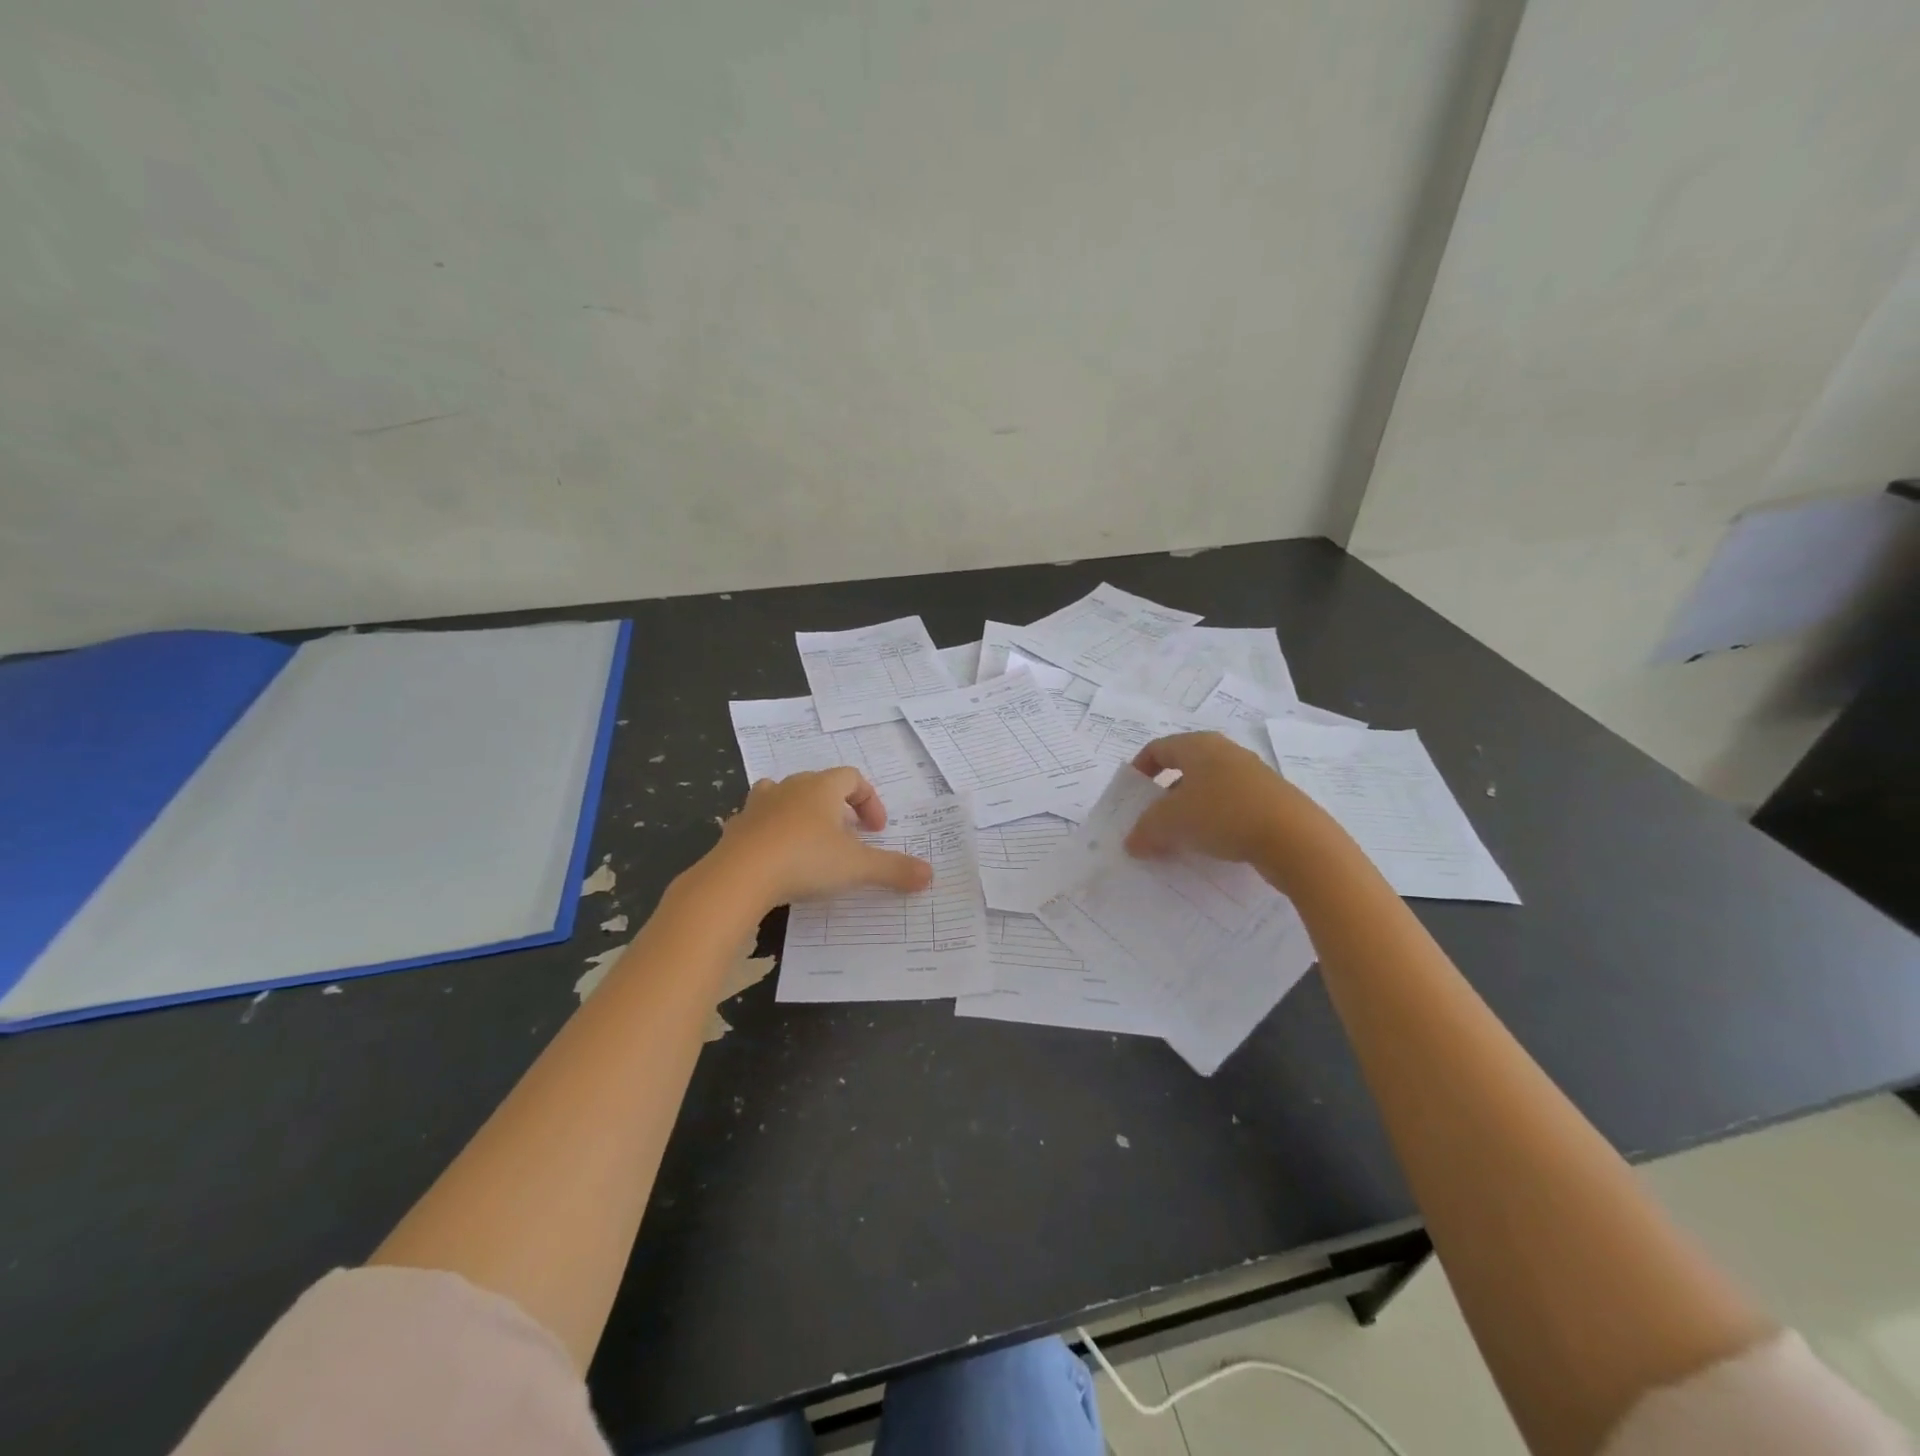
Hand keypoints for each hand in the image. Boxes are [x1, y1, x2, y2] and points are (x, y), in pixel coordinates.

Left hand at [712, 769, 933, 908]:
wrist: (739, 877)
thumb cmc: (805, 860)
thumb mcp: (856, 867)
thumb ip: (893, 869)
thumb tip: (929, 874)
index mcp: (821, 787)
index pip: (853, 777)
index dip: (870, 800)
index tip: (877, 830)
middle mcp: (790, 787)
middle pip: (820, 785)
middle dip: (839, 808)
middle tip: (850, 837)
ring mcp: (759, 805)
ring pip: (786, 795)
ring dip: (804, 813)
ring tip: (813, 840)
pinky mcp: (738, 827)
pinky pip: (761, 820)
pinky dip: (774, 831)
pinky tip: (779, 857)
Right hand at [1125, 732, 1342, 881]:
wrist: (1295, 838)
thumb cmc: (1222, 815)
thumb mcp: (1171, 823)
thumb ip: (1145, 830)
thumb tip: (1132, 842)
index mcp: (1198, 745)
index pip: (1158, 748)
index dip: (1139, 769)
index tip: (1131, 795)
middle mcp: (1225, 752)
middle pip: (1184, 769)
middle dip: (1163, 796)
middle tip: (1152, 822)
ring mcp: (1252, 775)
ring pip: (1208, 789)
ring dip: (1190, 812)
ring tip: (1180, 839)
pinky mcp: (1271, 799)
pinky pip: (1231, 806)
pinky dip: (1215, 822)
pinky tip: (1213, 847)